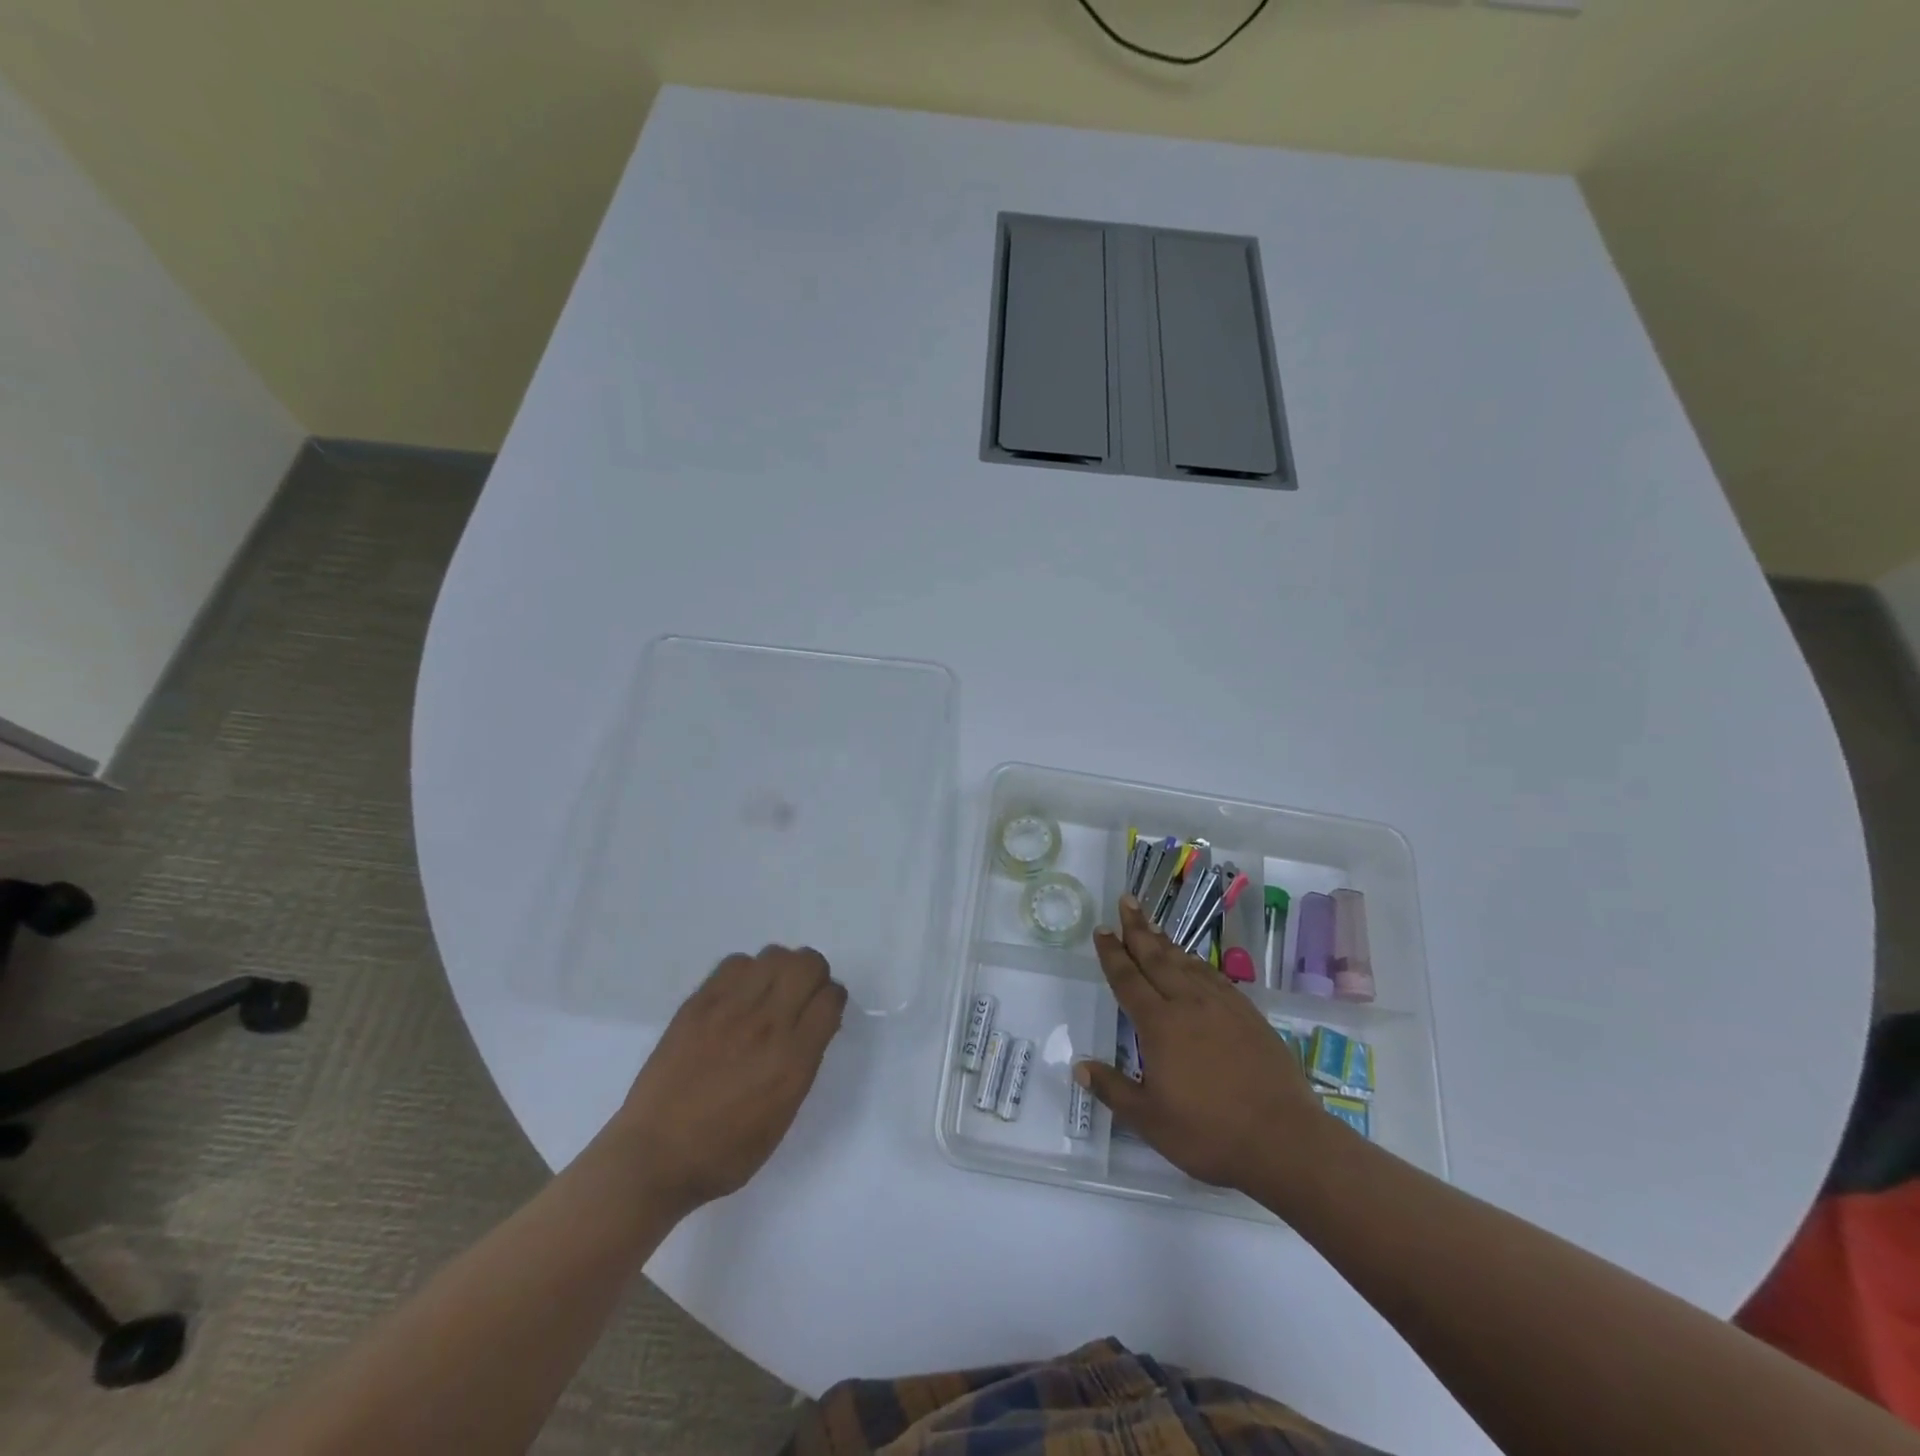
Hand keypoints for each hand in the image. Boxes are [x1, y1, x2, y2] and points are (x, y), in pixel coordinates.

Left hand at [611, 946, 846, 1214]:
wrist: (655, 1156)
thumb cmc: (726, 1152)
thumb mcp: (783, 1115)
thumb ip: (803, 1064)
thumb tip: (813, 1026)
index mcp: (792, 1059)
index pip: (830, 998)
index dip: (832, 1000)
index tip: (822, 1011)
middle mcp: (767, 1025)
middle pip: (807, 964)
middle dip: (814, 975)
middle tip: (801, 995)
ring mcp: (730, 1010)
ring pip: (774, 955)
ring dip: (781, 969)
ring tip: (769, 993)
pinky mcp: (698, 1004)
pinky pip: (735, 963)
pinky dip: (746, 973)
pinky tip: (738, 997)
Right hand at [1076, 896, 1330, 1192]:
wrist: (1283, 1139)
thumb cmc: (1209, 1133)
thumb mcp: (1150, 1120)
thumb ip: (1113, 1089)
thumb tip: (1079, 1066)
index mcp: (1159, 1025)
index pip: (1128, 980)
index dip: (1112, 954)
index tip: (1102, 930)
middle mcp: (1188, 1004)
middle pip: (1156, 958)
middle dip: (1137, 929)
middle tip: (1127, 901)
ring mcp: (1222, 1006)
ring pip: (1186, 962)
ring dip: (1165, 942)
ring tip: (1151, 925)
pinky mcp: (1248, 1014)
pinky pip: (1214, 976)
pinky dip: (1196, 962)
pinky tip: (1193, 962)